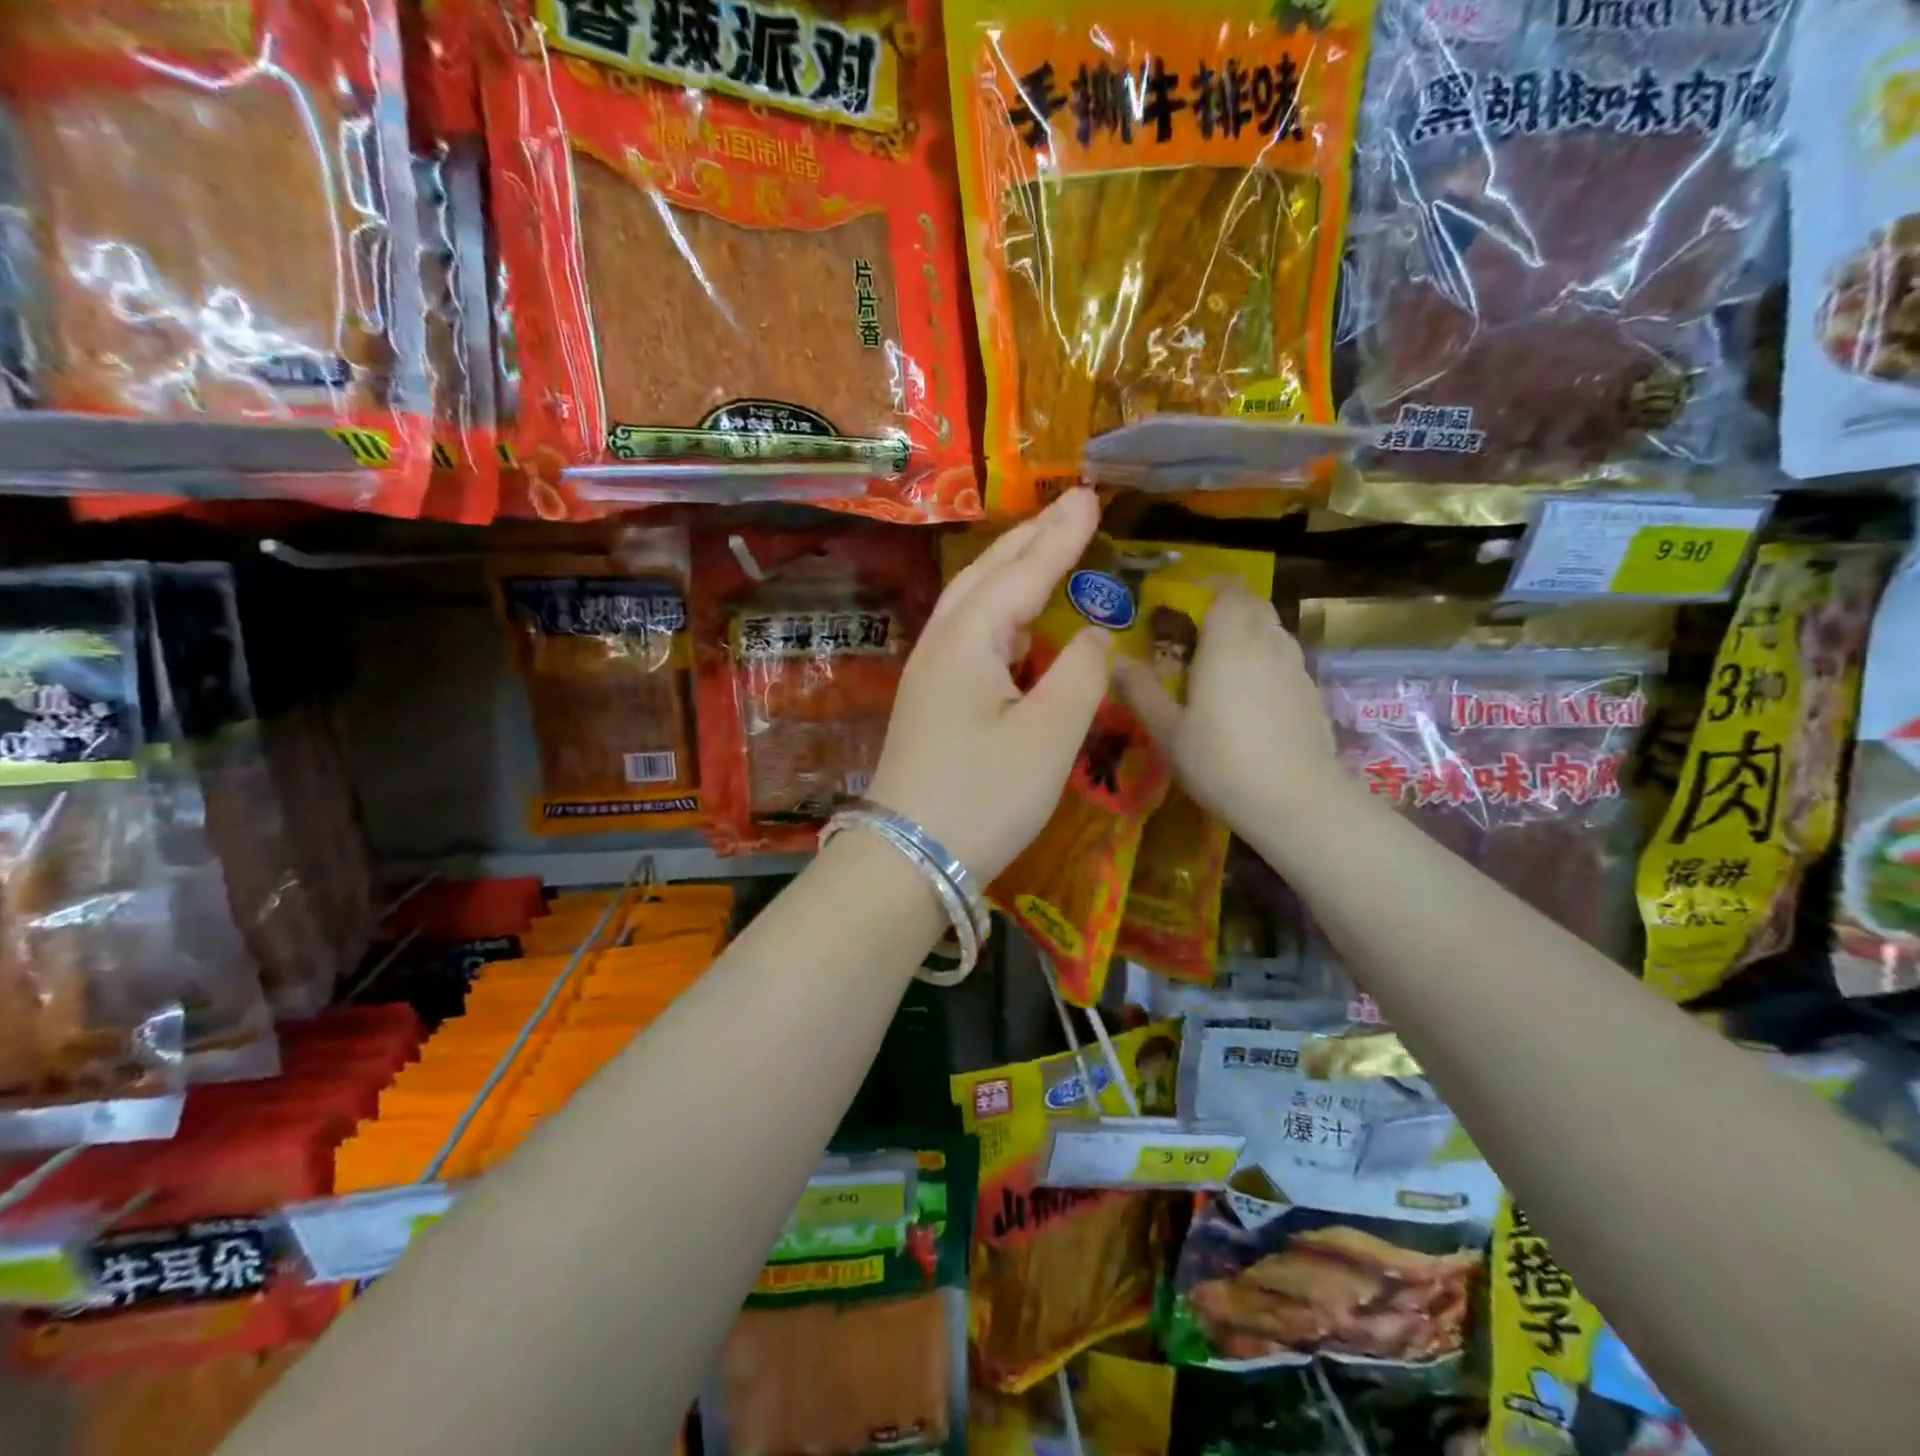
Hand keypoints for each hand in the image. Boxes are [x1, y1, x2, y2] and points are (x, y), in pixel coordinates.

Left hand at [868, 489, 1111, 880]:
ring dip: (1011, 570)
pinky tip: (1018, 625)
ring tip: (1047, 548)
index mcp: (968, 640)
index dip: (1061, 536)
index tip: (1091, 497)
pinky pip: (969, 636)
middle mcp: (942, 644)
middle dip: (1031, 539)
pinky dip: (999, 612)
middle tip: (1071, 507)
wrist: (908, 859)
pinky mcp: (930, 702)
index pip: (1022, 573)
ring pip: (973, 603)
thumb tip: (1093, 633)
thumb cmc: (983, 797)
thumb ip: (1080, 674)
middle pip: (987, 575)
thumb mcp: (1048, 737)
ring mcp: (929, 674)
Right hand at [1114, 588, 1347, 836]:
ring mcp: (1295, 668)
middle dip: (1227, 607)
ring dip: (1248, 633)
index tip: (1183, 603)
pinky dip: (1265, 661)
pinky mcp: (1311, 694)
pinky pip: (1285, 660)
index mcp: (1229, 643)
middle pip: (1253, 605)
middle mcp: (1267, 644)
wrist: (1296, 801)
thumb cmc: (1220, 762)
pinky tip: (1249, 698)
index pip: (1228, 591)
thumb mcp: (1167, 731)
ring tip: (1220, 664)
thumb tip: (1115, 660)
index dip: (1208, 588)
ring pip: (1272, 631)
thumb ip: (1141, 691)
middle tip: (1196, 633)